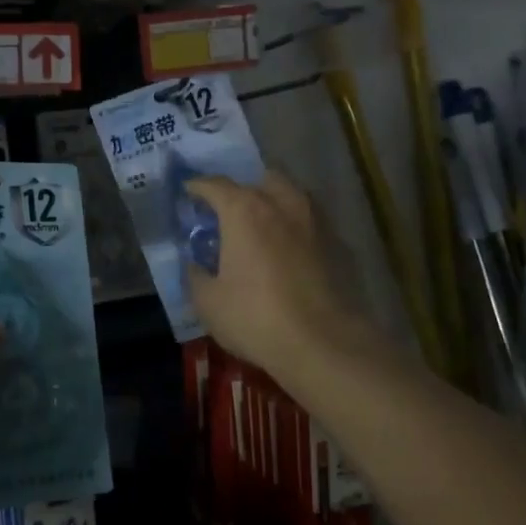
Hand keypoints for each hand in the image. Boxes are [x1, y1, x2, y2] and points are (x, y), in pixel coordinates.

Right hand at [185, 173, 375, 377]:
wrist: (323, 344)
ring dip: (274, 202)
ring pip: (291, 196)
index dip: (198, 187)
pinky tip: (288, 250)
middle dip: (242, 189)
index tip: (188, 192)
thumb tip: (195, 265)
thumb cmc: (255, 317)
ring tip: (261, 226)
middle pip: (260, 180)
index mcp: (244, 210)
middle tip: (229, 211)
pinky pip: (309, 222)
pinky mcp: (336, 244)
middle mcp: (281, 204)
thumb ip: (196, 275)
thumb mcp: (208, 302)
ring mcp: (314, 221)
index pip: (215, 185)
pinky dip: (295, 227)